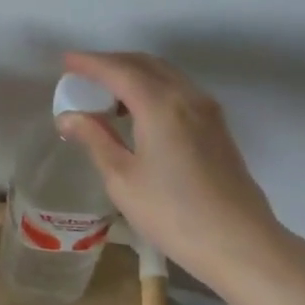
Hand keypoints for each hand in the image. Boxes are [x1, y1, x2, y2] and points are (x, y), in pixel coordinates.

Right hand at [57, 51, 283, 285]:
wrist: (239, 243)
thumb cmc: (173, 213)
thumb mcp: (122, 179)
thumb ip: (96, 139)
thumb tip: (68, 117)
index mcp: (160, 104)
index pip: (118, 70)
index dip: (90, 63)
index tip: (66, 61)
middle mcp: (187, 96)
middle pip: (145, 64)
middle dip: (111, 63)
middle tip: (83, 74)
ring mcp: (207, 110)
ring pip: (165, 74)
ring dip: (134, 73)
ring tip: (106, 91)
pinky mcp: (217, 127)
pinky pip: (179, 90)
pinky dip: (153, 87)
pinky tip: (138, 110)